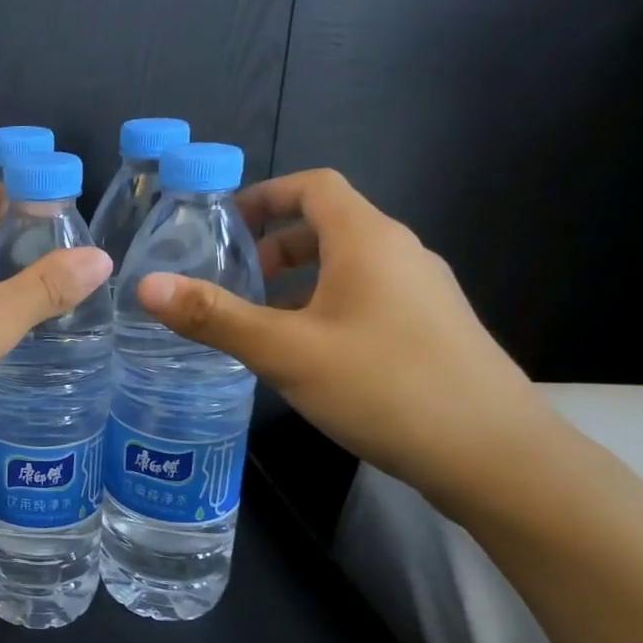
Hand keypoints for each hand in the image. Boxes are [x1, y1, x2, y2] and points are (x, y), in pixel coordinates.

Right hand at [136, 169, 556, 507]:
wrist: (496, 456)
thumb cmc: (384, 386)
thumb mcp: (283, 351)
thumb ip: (213, 316)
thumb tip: (146, 286)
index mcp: (368, 240)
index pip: (314, 186)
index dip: (264, 195)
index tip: (220, 225)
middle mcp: (401, 254)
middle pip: (329, 225)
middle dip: (272, 244)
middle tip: (231, 280)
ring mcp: (423, 292)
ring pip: (347, 265)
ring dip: (297, 280)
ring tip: (258, 320)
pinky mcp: (432, 329)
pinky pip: (366, 296)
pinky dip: (324, 305)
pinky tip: (306, 354)